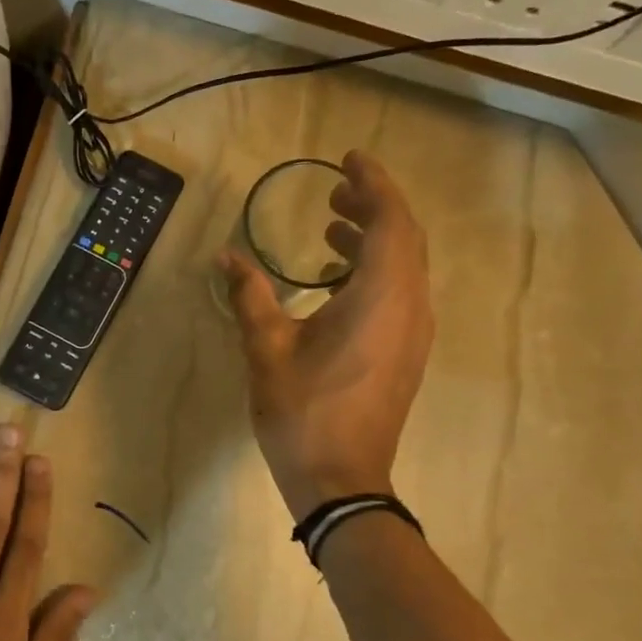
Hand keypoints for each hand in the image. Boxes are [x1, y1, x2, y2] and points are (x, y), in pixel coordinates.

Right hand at [221, 150, 433, 519]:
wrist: (341, 481)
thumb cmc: (303, 411)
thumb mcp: (267, 348)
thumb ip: (250, 295)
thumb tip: (227, 257)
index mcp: (380, 297)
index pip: (390, 220)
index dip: (372, 183)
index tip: (347, 159)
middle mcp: (410, 306)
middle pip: (404, 237)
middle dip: (373, 206)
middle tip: (334, 191)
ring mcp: (414, 333)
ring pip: (406, 266)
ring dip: (374, 238)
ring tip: (332, 226)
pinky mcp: (407, 353)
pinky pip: (402, 292)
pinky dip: (376, 270)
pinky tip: (337, 279)